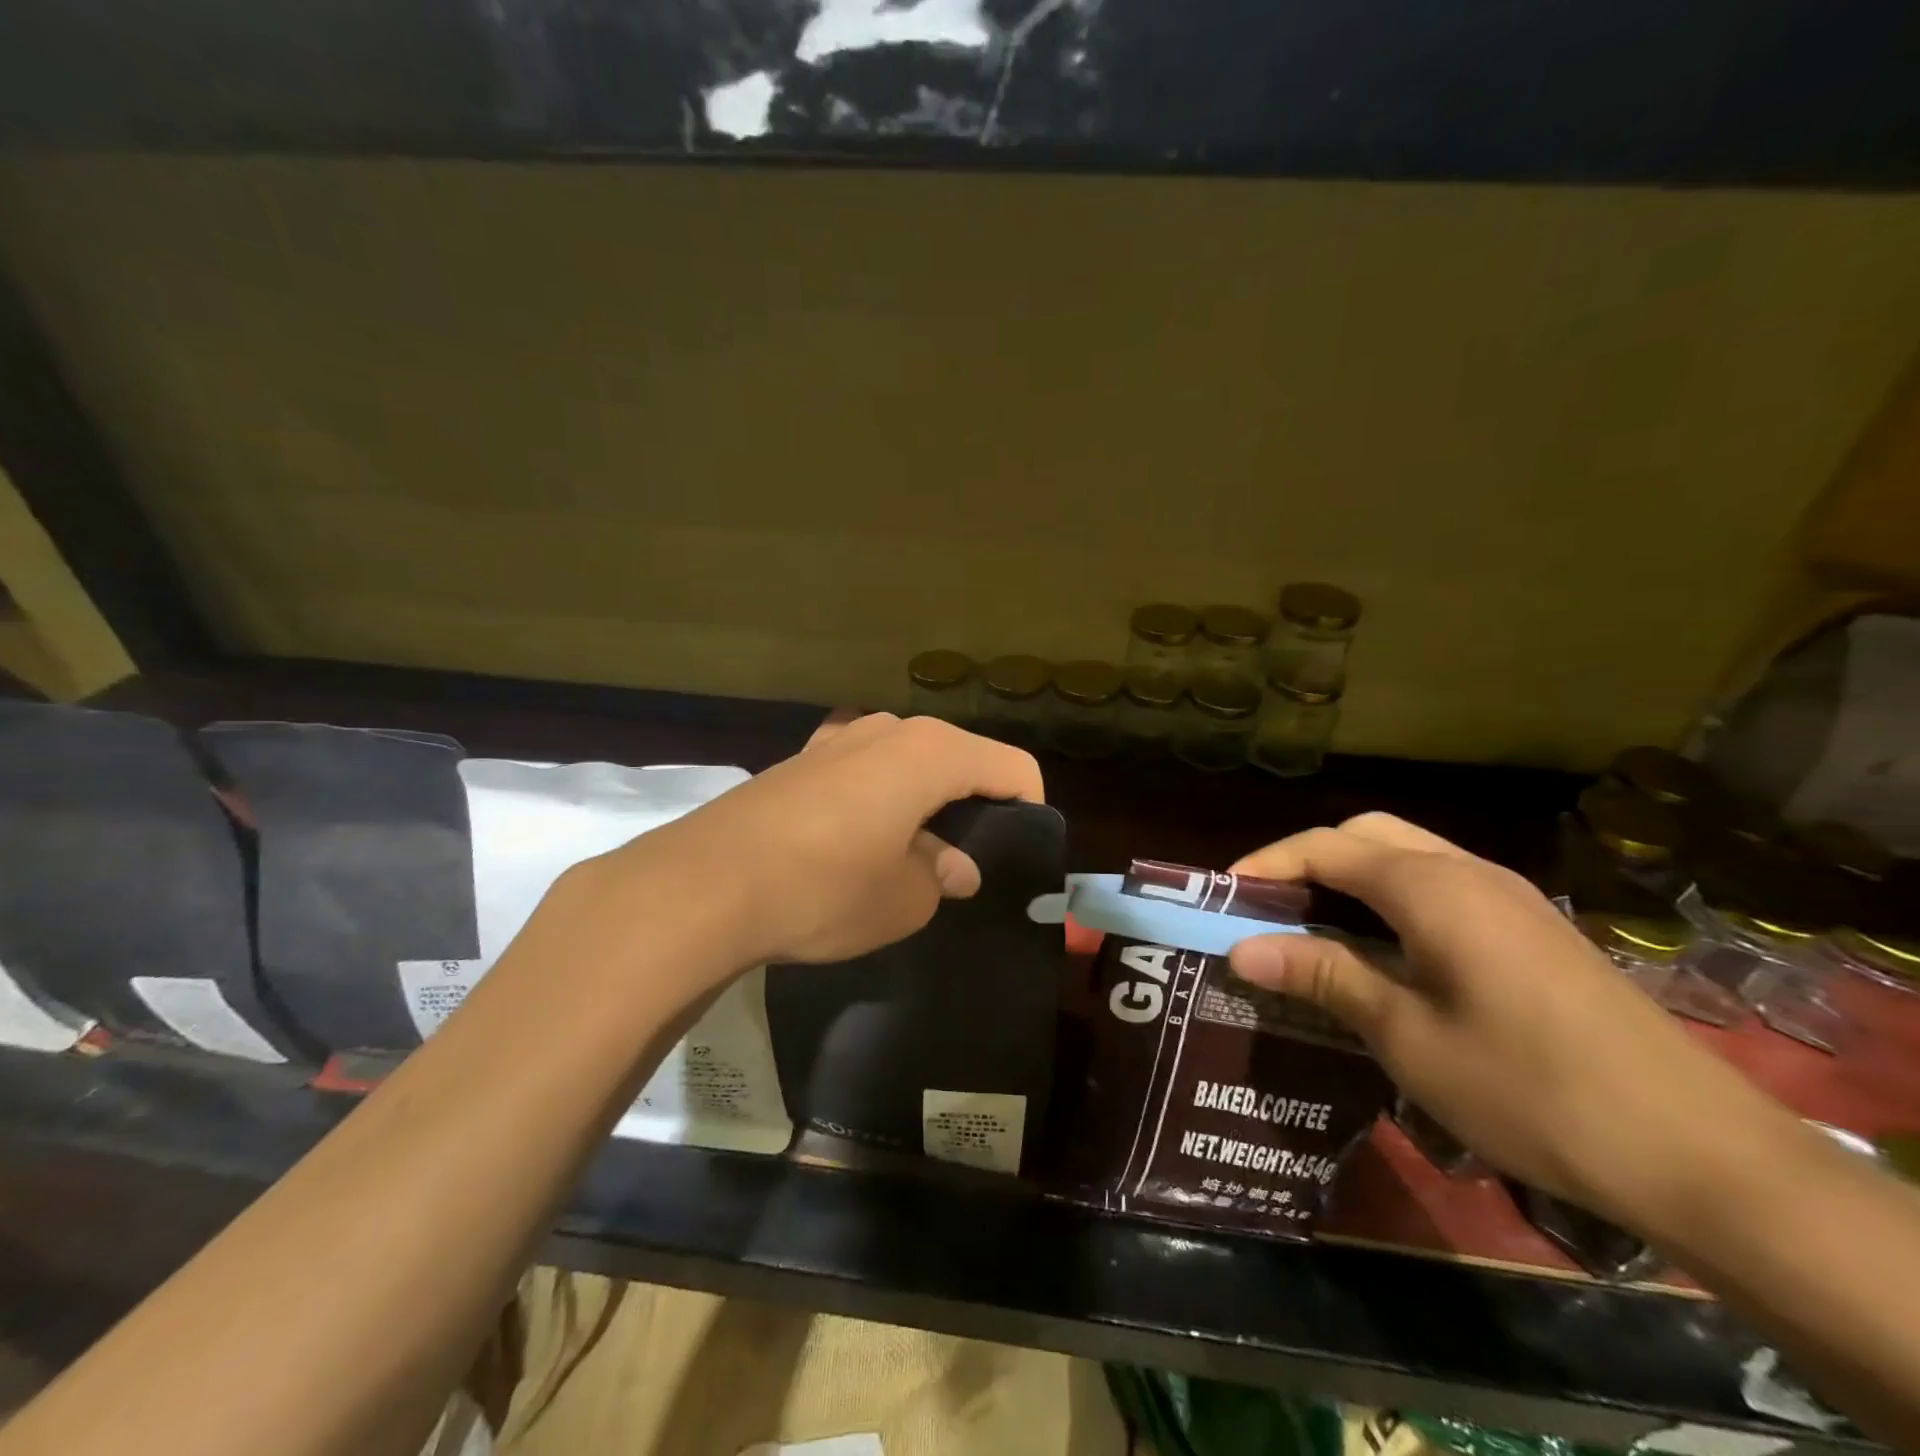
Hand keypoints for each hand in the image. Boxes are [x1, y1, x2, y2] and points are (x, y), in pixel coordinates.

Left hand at [568, 713, 1042, 976]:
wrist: (704, 885)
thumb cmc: (825, 888)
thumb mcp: (903, 899)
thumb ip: (941, 875)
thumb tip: (954, 866)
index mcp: (930, 752)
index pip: (1012, 767)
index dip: (1029, 810)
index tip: (1019, 856)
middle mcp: (888, 729)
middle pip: (960, 759)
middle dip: (975, 807)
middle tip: (968, 863)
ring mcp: (839, 739)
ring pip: (909, 765)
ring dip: (925, 804)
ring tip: (915, 858)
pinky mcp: (801, 760)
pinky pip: (864, 774)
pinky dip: (881, 802)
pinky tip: (860, 847)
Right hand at [1226, 813, 1783, 1221]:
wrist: (1700, 1153)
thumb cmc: (1530, 1088)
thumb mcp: (1407, 1035)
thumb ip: (1324, 975)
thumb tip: (1241, 947)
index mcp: (1431, 887)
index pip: (1325, 847)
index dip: (1266, 864)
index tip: (1223, 898)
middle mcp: (1468, 872)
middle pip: (1367, 835)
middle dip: (1307, 860)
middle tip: (1268, 910)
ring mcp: (1509, 898)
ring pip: (1407, 857)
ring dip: (1351, 878)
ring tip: (1313, 929)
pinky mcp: (1532, 930)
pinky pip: (1441, 887)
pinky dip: (1392, 899)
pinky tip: (1384, 952)